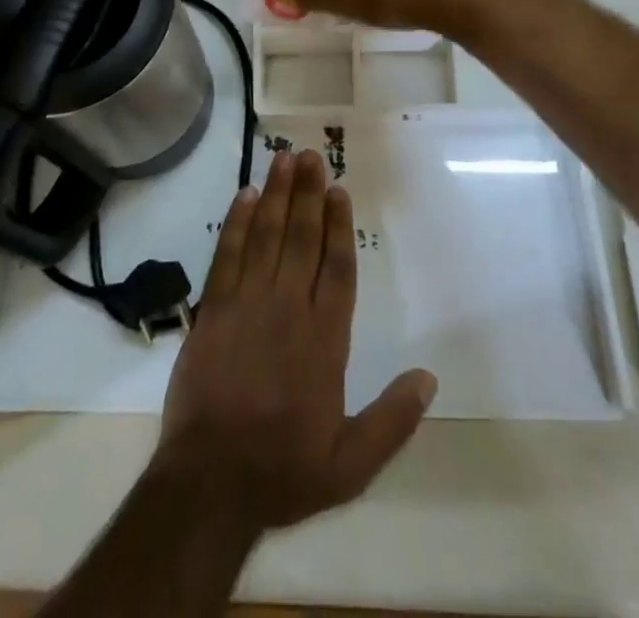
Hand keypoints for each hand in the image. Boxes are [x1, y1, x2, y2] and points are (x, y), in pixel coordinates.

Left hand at [154, 149, 436, 530]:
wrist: (209, 483)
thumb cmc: (283, 470)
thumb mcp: (351, 464)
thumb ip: (392, 419)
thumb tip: (429, 378)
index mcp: (325, 340)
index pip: (337, 269)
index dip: (339, 226)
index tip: (339, 191)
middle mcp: (288, 309)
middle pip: (302, 238)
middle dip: (308, 194)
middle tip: (312, 155)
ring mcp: (247, 304)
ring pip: (267, 236)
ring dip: (277, 195)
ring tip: (284, 159)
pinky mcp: (213, 309)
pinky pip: (227, 254)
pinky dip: (237, 222)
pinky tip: (245, 195)